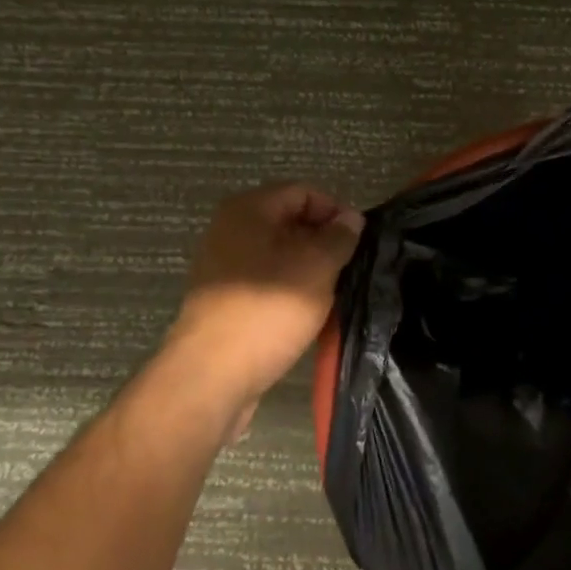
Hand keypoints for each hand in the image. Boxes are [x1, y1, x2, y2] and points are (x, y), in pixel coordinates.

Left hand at [163, 184, 364, 432]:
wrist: (211, 377)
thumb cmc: (267, 311)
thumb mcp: (316, 267)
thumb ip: (339, 237)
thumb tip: (351, 218)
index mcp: (248, 211)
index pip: (303, 192)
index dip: (335, 211)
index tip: (359, 241)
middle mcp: (230, 231)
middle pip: (290, 222)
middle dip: (323, 242)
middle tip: (350, 268)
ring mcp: (223, 267)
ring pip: (280, 255)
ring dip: (309, 269)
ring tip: (334, 293)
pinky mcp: (224, 300)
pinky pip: (266, 282)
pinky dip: (290, 290)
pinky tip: (309, 313)